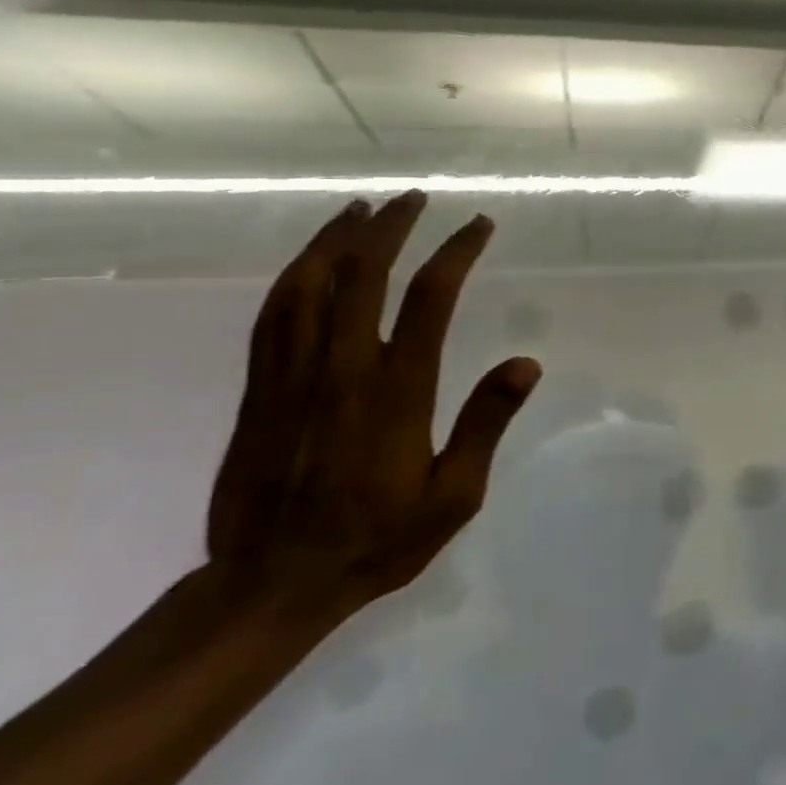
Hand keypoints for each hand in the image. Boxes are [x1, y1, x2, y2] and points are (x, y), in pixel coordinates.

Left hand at [204, 191, 540, 627]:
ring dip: (336, 240)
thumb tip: (527, 363)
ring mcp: (291, 377)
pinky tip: (309, 261)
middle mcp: (341, 371)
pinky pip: (272, 316)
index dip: (455, 253)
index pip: (429, 300)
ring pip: (308, 286)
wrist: (272, 585)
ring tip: (360, 210)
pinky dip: (293, 276)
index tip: (477, 226)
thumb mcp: (454, 497)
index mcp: (395, 393)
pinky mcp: (258, 391)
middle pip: (363, 276)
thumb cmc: (377, 540)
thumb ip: (486, 424)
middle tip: (414, 199)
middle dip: (391, 228)